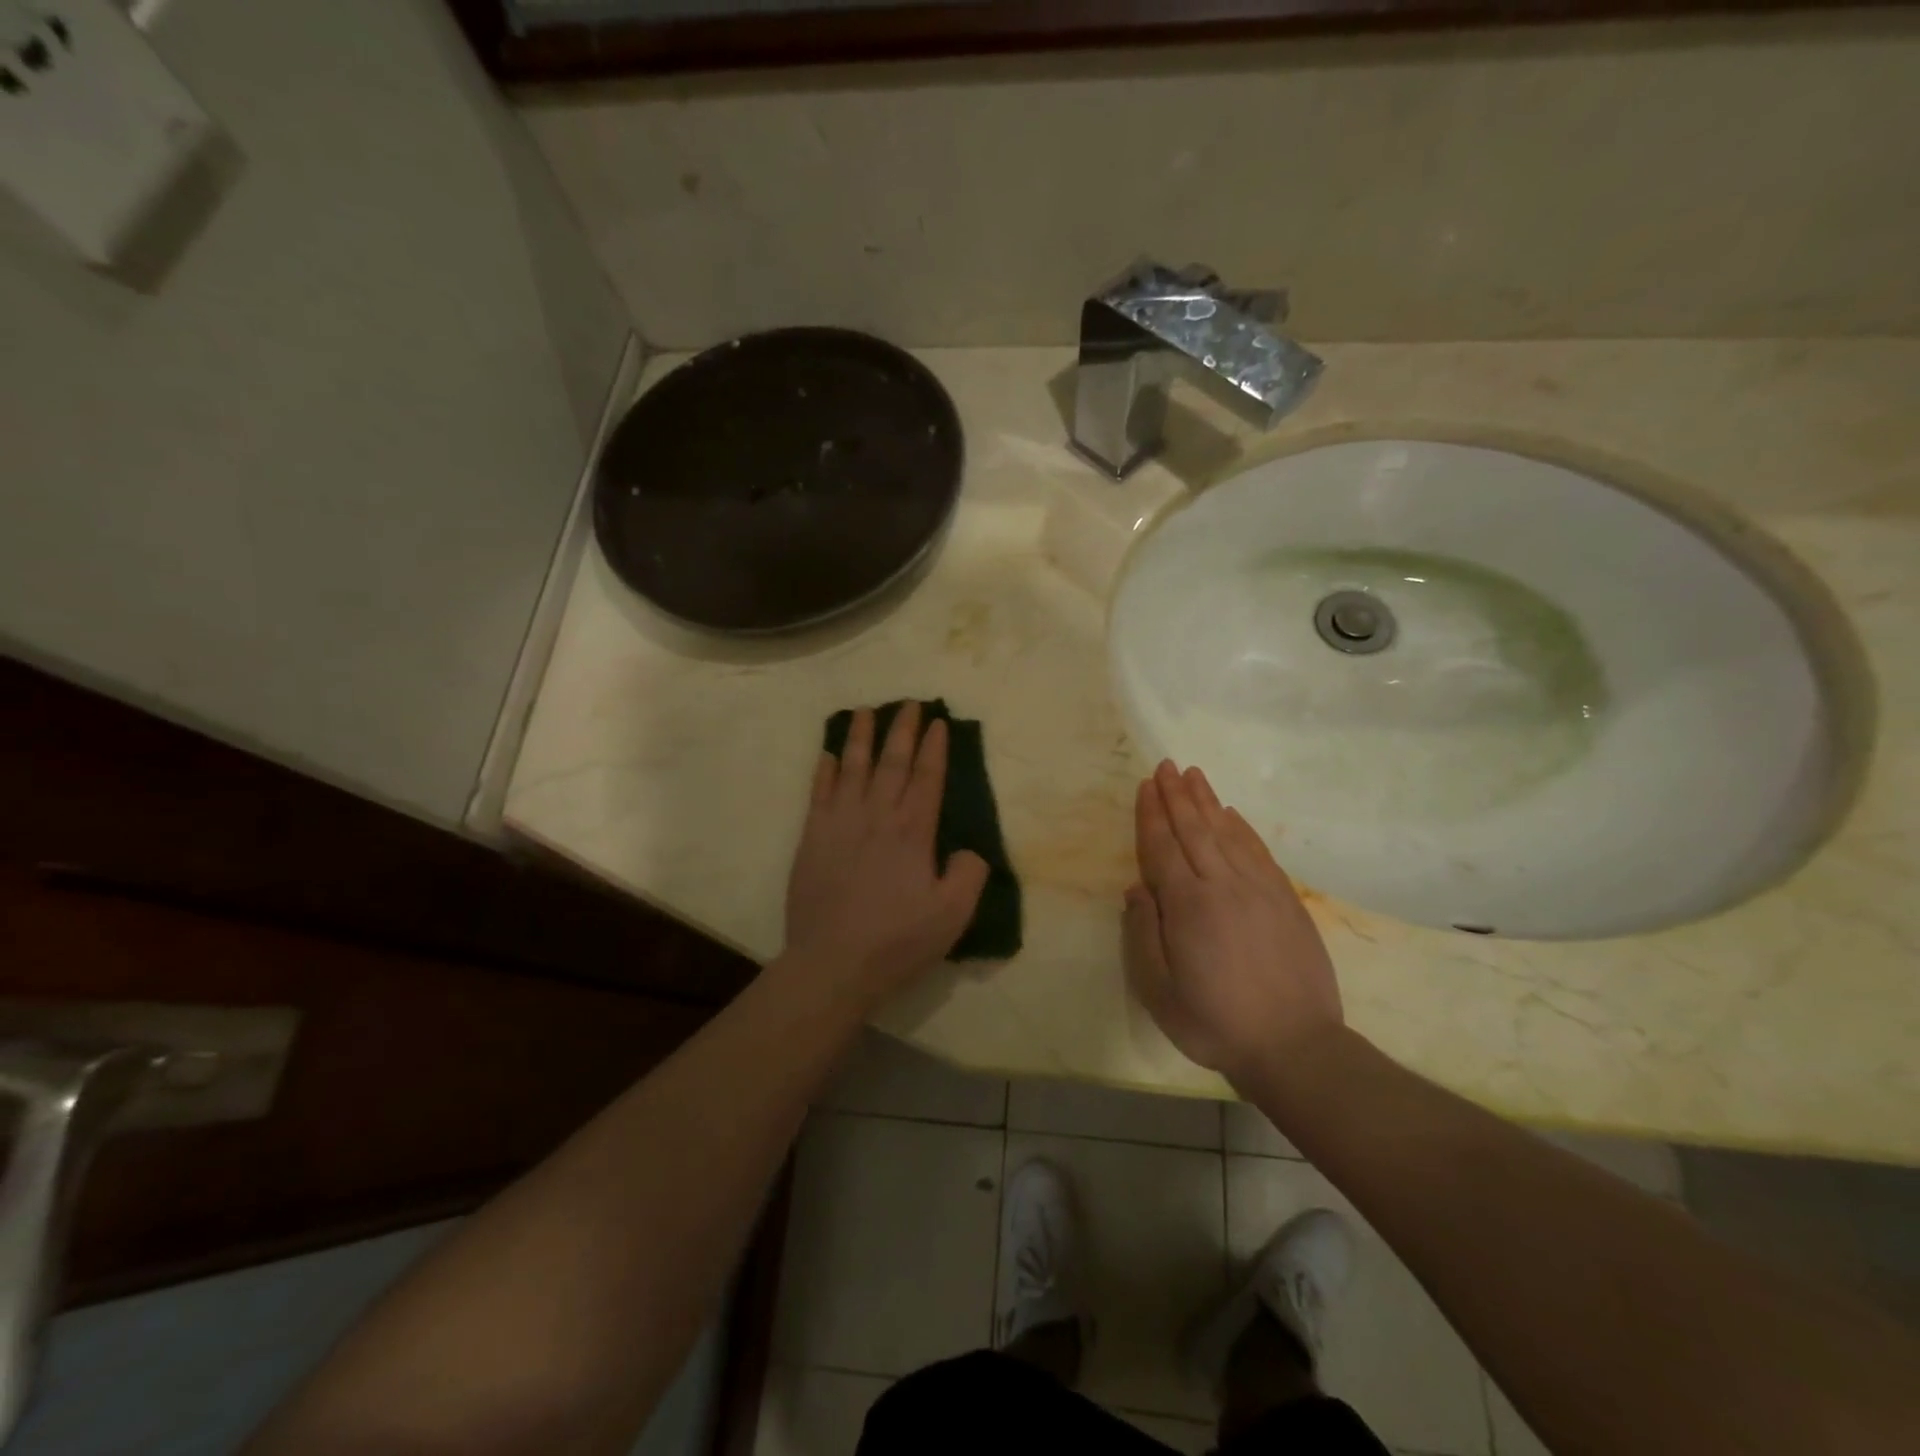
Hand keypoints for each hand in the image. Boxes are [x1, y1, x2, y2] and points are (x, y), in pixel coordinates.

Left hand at [783, 703, 989, 1007]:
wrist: (832, 963)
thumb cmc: (897, 940)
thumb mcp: (953, 915)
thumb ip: (969, 875)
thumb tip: (970, 849)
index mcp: (913, 832)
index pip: (928, 778)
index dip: (935, 748)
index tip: (938, 722)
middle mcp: (877, 817)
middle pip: (892, 763)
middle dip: (902, 730)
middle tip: (909, 703)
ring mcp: (840, 824)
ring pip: (853, 768)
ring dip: (861, 737)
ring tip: (866, 711)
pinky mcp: (812, 839)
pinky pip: (819, 793)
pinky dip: (825, 770)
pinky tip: (829, 754)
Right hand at [1123, 761, 1343, 1083]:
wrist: (1295, 1047)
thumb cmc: (1215, 1022)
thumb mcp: (1158, 990)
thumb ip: (1142, 934)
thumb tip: (1137, 888)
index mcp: (1188, 905)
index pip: (1163, 847)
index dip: (1151, 814)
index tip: (1146, 785)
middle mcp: (1223, 885)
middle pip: (1195, 829)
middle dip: (1177, 796)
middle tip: (1167, 765)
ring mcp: (1260, 890)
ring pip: (1227, 833)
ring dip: (1207, 802)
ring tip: (1194, 775)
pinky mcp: (1286, 900)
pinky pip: (1259, 852)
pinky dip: (1242, 828)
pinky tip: (1232, 814)